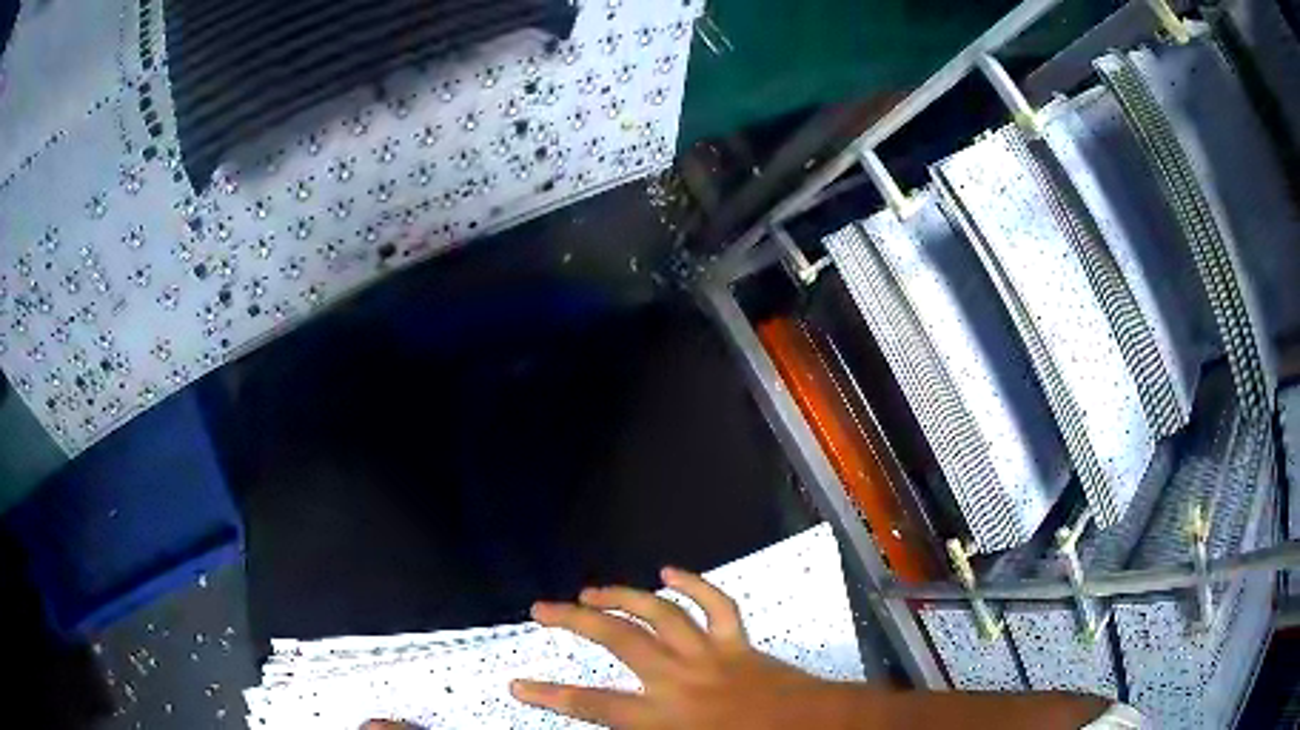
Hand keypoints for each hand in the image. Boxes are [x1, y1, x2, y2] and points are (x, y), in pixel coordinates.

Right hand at [511, 567, 852, 728]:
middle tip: (542, 609)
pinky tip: (668, 572)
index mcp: (664, 717)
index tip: (516, 683)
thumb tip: (618, 725)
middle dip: (574, 621)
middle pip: (617, 641)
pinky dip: (692, 584)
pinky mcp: (738, 642)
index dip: (549, 696)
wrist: (814, 728)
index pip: (592, 706)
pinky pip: (715, 604)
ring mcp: (710, 654)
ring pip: (658, 613)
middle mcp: (679, 679)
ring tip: (591, 590)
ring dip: (622, 596)